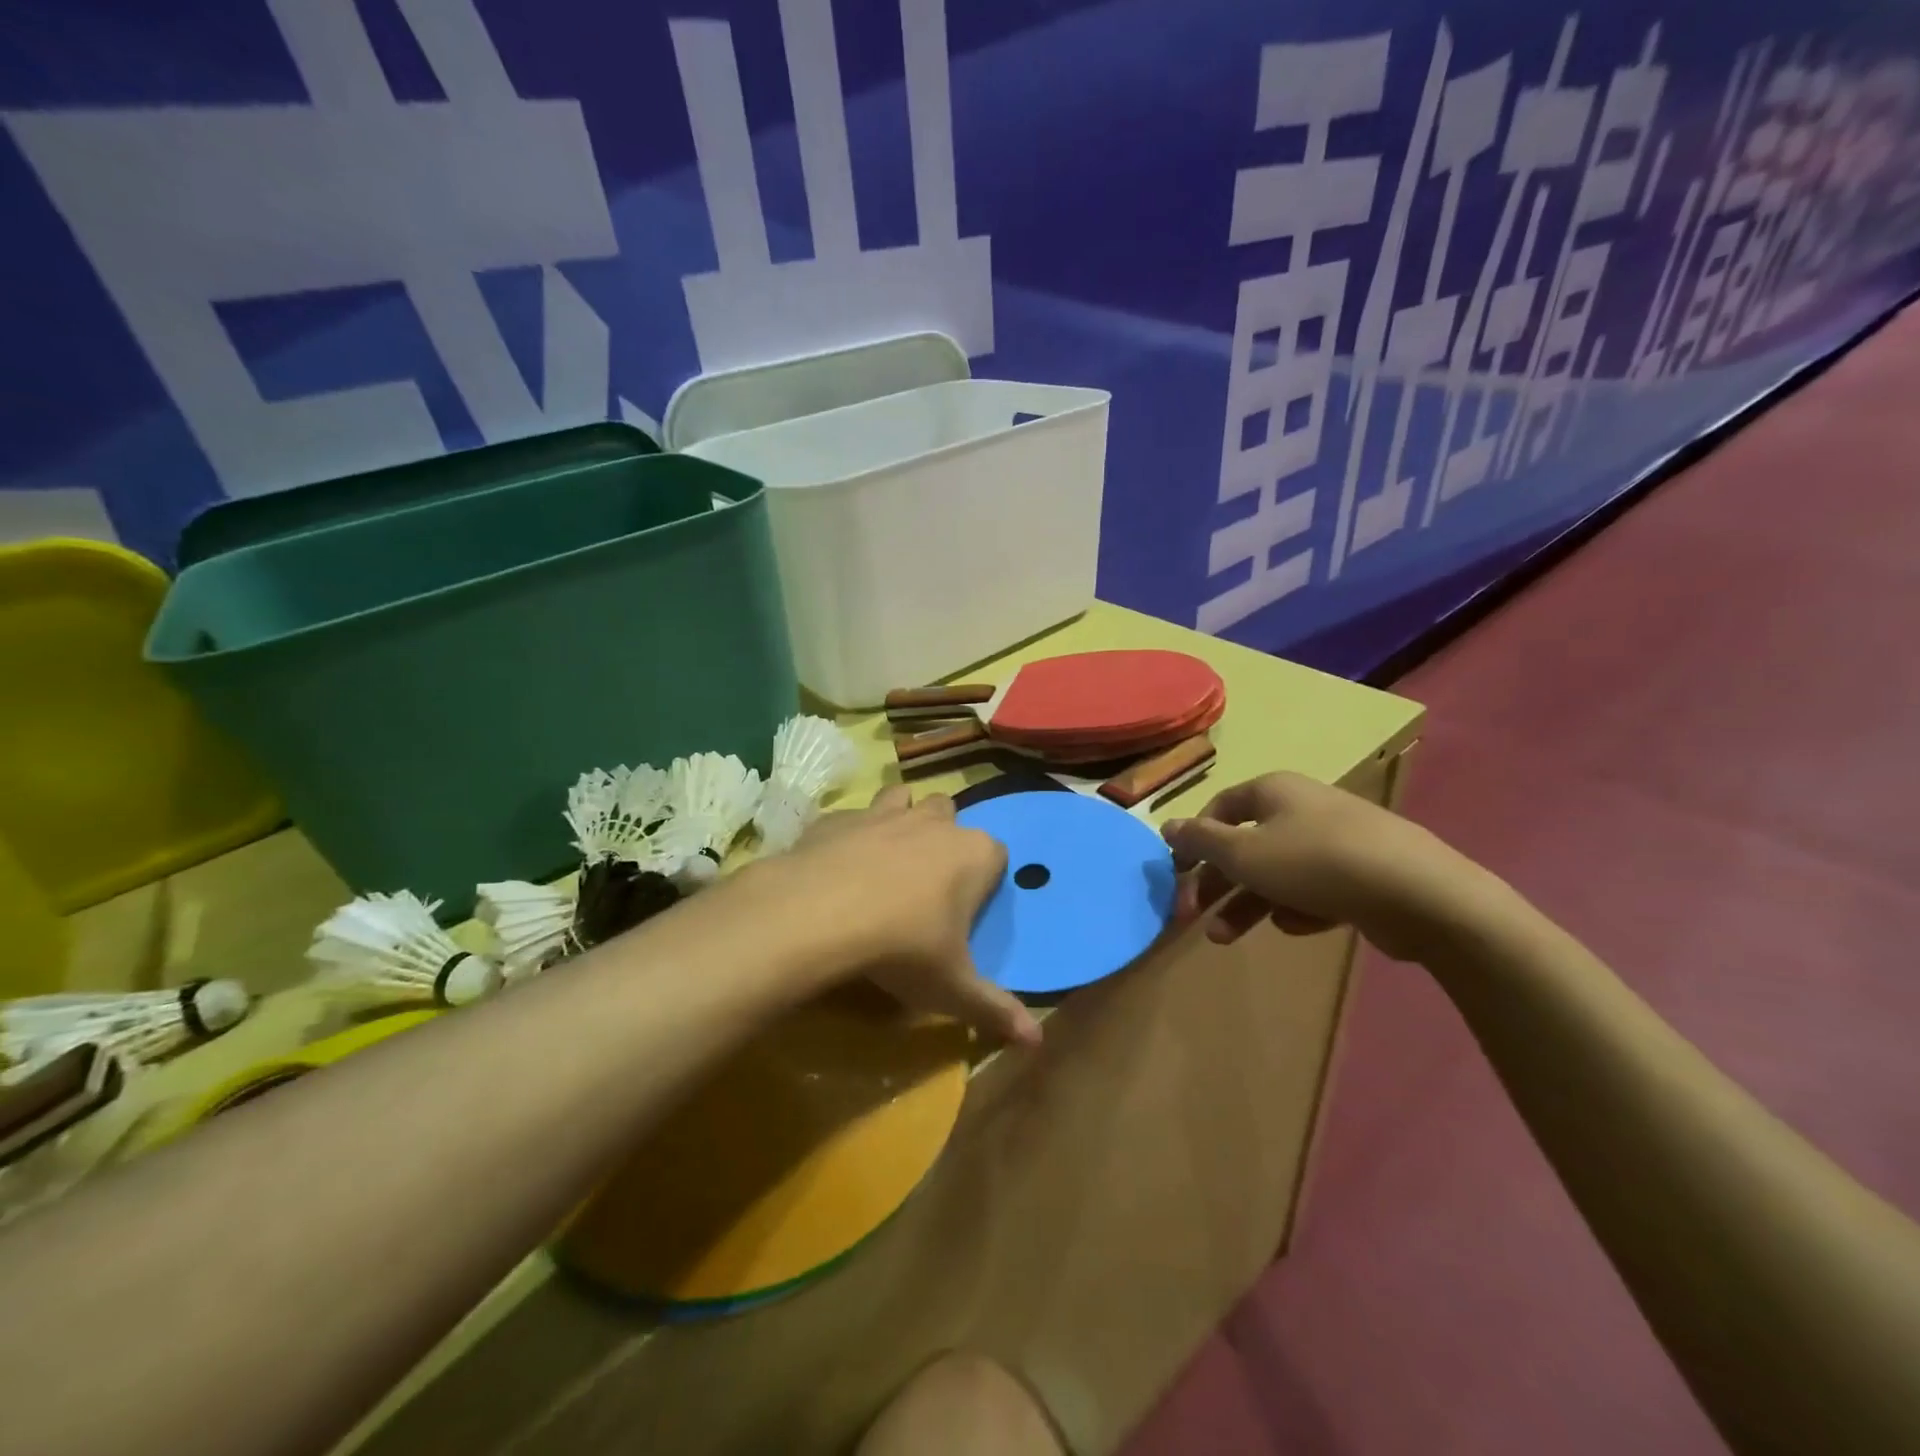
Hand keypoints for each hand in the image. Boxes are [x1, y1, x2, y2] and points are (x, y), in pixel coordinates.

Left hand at [752, 785, 1040, 1046]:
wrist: (819, 915)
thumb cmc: (902, 948)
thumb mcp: (952, 989)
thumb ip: (996, 1010)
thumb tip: (1037, 1042)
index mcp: (974, 854)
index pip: (997, 854)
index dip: (985, 879)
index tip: (966, 910)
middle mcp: (934, 822)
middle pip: (950, 816)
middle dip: (944, 839)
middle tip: (927, 884)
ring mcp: (884, 813)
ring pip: (904, 799)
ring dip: (901, 819)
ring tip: (886, 860)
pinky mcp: (840, 817)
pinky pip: (854, 817)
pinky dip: (851, 834)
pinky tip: (837, 864)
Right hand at [1160, 771, 1491, 961]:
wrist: (1419, 894)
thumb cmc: (1315, 863)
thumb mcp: (1243, 853)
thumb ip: (1200, 841)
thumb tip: (1165, 825)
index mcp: (1273, 791)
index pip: (1219, 808)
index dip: (1193, 840)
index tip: (1177, 874)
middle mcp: (1303, 809)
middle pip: (1245, 845)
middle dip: (1216, 883)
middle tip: (1191, 915)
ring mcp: (1337, 842)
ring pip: (1276, 873)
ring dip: (1246, 904)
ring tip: (1225, 939)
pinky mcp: (1363, 875)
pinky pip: (1314, 890)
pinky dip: (1297, 908)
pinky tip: (1296, 925)